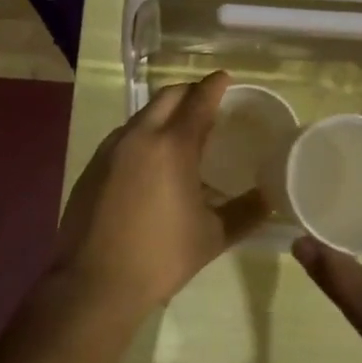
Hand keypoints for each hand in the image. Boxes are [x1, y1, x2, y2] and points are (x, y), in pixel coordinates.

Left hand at [52, 72, 268, 320]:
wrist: (94, 284)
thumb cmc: (161, 257)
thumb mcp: (213, 236)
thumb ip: (245, 212)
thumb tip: (270, 196)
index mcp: (172, 146)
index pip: (198, 100)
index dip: (214, 85)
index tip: (226, 78)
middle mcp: (138, 137)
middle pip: (166, 97)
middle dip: (189, 92)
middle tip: (207, 103)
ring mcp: (109, 150)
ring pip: (141, 116)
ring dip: (164, 114)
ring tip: (181, 134)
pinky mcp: (92, 167)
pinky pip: (123, 137)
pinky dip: (143, 135)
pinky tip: (151, 163)